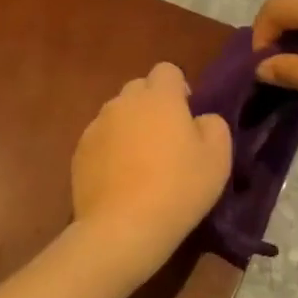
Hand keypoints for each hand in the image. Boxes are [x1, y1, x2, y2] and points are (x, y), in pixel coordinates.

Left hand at [72, 62, 231, 273]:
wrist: (123, 227)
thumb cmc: (179, 187)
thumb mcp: (218, 157)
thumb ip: (214, 125)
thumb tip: (200, 118)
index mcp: (159, 96)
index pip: (167, 70)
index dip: (178, 88)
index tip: (186, 116)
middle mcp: (123, 102)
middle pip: (138, 89)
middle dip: (152, 105)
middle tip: (167, 139)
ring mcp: (96, 126)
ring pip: (117, 114)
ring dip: (130, 127)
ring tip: (141, 162)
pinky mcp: (79, 152)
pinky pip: (100, 140)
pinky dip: (111, 150)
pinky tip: (121, 179)